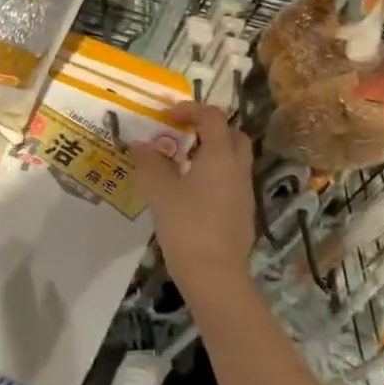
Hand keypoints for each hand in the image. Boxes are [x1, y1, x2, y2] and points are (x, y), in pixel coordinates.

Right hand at [129, 104, 255, 307]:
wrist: (214, 275)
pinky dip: (213, 175)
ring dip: (211, 152)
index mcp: (220, 156)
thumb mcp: (158, 189)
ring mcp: (244, 193)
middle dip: (209, 128)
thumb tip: (139, 144)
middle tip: (182, 135)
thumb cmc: (185, 224)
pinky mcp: (242, 214)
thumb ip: (148, 161)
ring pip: (233, 160)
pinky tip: (189, 192)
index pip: (212, 117)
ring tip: (180, 163)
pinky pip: (231, 181)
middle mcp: (238, 169)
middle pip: (233, 135)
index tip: (167, 116)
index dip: (190, 109)